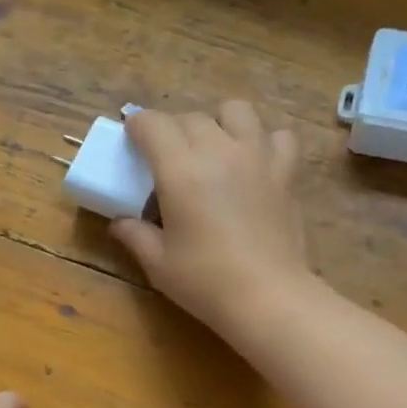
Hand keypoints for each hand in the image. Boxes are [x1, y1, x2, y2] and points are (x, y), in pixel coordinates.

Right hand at [110, 102, 312, 335]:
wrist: (267, 297)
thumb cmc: (205, 282)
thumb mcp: (158, 263)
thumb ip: (135, 235)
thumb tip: (120, 223)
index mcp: (180, 169)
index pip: (153, 124)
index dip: (138, 126)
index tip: (132, 140)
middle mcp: (219, 150)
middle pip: (192, 117)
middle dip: (174, 130)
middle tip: (168, 157)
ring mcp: (257, 157)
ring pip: (237, 111)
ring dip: (219, 122)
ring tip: (215, 147)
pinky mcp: (286, 173)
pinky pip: (279, 136)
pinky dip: (266, 140)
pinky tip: (257, 160)